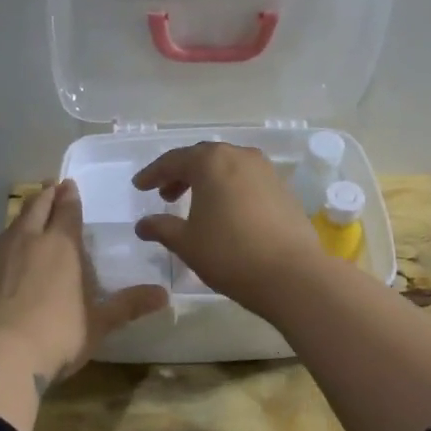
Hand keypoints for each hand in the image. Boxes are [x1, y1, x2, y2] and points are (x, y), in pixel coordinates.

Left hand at [0, 179, 167, 388]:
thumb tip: (164, 295)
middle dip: (45, 196)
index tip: (68, 184)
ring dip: (20, 220)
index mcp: (61, 246)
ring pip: (9, 228)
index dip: (69, 197)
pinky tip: (0, 265)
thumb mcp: (99, 323)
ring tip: (26, 220)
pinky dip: (0, 253)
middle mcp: (26, 242)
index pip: (67, 211)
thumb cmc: (57, 334)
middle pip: (35, 208)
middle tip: (50, 187)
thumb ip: (128, 306)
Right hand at [131, 143, 325, 316]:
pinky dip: (229, 190)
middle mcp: (240, 156)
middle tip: (165, 195)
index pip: (174, 160)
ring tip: (194, 206)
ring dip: (207, 182)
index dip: (153, 173)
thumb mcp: (186, 243)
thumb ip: (161, 228)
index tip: (139, 186)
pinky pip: (247, 181)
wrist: (292, 274)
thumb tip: (143, 224)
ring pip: (228, 168)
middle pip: (203, 159)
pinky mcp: (284, 189)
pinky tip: (225, 214)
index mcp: (211, 161)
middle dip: (181, 174)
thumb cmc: (230, 254)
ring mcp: (266, 171)